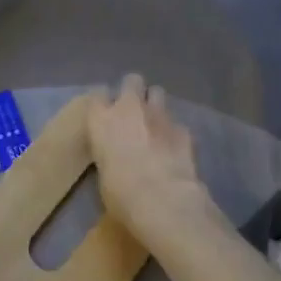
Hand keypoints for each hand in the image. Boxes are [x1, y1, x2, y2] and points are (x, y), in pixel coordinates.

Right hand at [87, 74, 224, 250]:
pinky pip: (176, 122)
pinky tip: (175, 148)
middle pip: (132, 80)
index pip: (98, 94)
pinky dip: (175, 131)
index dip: (104, 101)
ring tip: (155, 124)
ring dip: (155, 105)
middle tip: (134, 110)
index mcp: (102, 120)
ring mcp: (159, 115)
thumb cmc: (121, 194)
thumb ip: (110, 153)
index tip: (106, 111)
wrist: (163, 200)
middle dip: (134, 91)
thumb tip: (119, 156)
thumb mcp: (104, 173)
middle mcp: (129, 109)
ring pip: (158, 92)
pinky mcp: (183, 128)